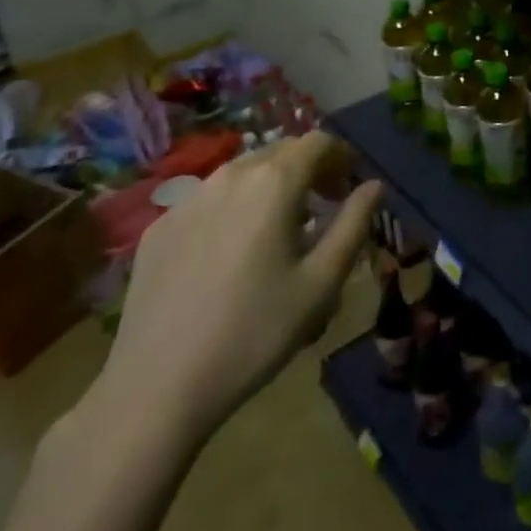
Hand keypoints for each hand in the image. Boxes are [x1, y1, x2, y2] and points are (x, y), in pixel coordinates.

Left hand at [88, 132, 380, 446]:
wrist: (156, 388)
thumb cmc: (255, 332)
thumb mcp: (322, 283)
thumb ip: (354, 224)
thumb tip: (373, 186)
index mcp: (274, 183)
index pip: (317, 142)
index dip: (341, 156)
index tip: (349, 187)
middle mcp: (229, 176)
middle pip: (279, 151)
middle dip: (307, 169)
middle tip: (321, 208)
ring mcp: (188, 200)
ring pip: (241, 173)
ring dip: (269, 186)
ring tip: (277, 230)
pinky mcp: (159, 228)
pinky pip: (208, 200)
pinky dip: (233, 208)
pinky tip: (230, 255)